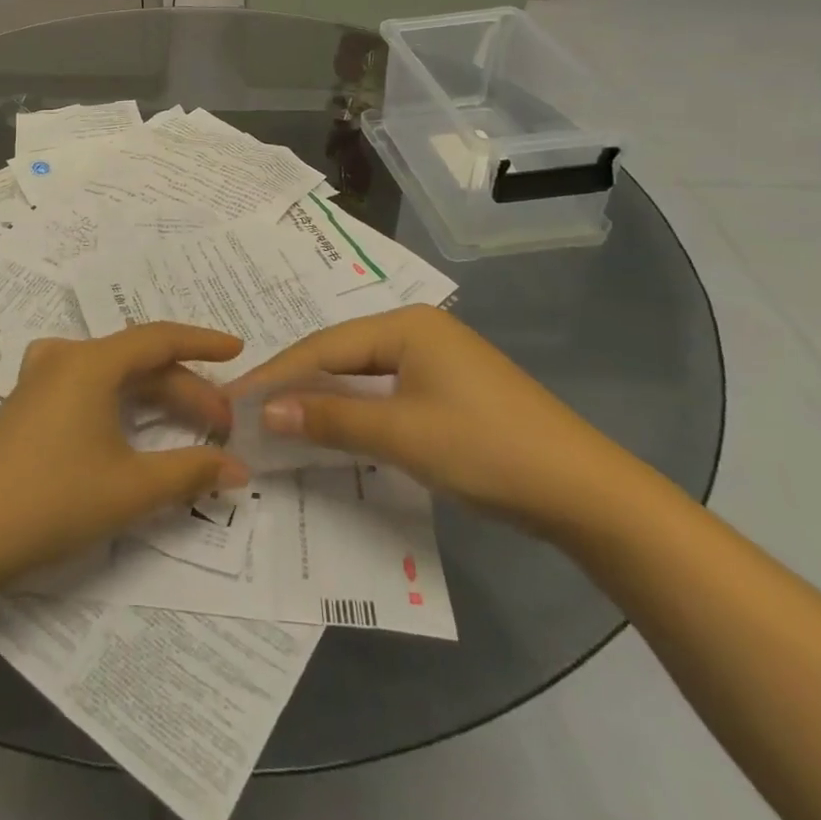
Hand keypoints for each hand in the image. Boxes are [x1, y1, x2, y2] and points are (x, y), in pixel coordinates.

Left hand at [0, 323, 249, 592]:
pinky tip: (132, 425)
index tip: (239, 350)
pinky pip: (88, 387)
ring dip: (154, 396)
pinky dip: (122, 402)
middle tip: (222, 423)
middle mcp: (64, 357)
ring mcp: (40, 379)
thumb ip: (190, 471)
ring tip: (190, 423)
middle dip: (185, 388)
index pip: (159, 337)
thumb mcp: (130, 488)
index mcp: (90, 362)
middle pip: (138, 361)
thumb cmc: (52, 500)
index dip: (202, 342)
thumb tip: (237, 468)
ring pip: (112, 375)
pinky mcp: (27, 405)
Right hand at [227, 305, 630, 533]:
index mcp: (407, 325)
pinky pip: (385, 392)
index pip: (324, 346)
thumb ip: (332, 419)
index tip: (233, 398)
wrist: (587, 494)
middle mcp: (418, 331)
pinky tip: (331, 427)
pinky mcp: (448, 391)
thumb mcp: (402, 435)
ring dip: (322, 399)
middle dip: (295, 384)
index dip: (276, 374)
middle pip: (340, 355)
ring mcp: (436, 361)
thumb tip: (266, 412)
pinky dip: (354, 410)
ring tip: (277, 419)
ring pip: (362, 375)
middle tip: (248, 410)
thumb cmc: (488, 450)